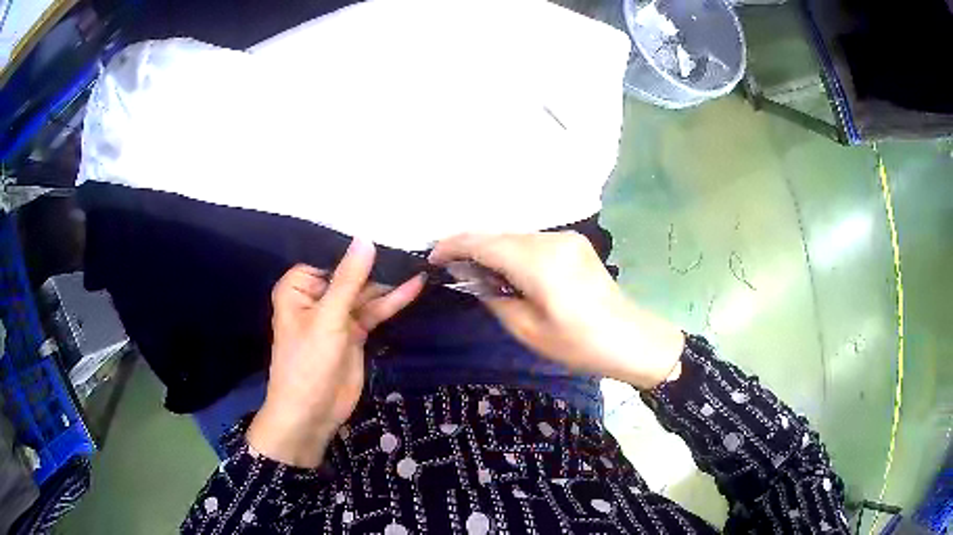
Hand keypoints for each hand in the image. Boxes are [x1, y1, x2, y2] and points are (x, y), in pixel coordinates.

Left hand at [247, 239, 424, 466]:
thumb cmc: (308, 362)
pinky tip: (414, 287)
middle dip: (378, 264)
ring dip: (389, 283)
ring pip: (366, 293)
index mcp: (299, 287)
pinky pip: (374, 312)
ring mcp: (337, 316)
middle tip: (411, 246)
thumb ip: (349, 279)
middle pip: (351, 274)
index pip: (330, 257)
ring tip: (418, 262)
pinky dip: (392, 302)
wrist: (311, 413)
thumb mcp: (328, 318)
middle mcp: (317, 297)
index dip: (356, 247)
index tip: (387, 229)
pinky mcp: (354, 333)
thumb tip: (366, 239)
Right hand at [430, 232, 684, 389]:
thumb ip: (494, 297)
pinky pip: (533, 242)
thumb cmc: (579, 344)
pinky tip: (509, 272)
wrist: (632, 340)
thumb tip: (473, 278)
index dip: (452, 246)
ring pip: (515, 237)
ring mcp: (566, 238)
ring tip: (479, 275)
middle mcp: (551, 239)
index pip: (483, 242)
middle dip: (471, 248)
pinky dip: (514, 252)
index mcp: (538, 261)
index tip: (431, 258)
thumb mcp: (527, 330)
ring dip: (493, 250)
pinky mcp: (575, 244)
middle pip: (498, 236)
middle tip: (451, 270)